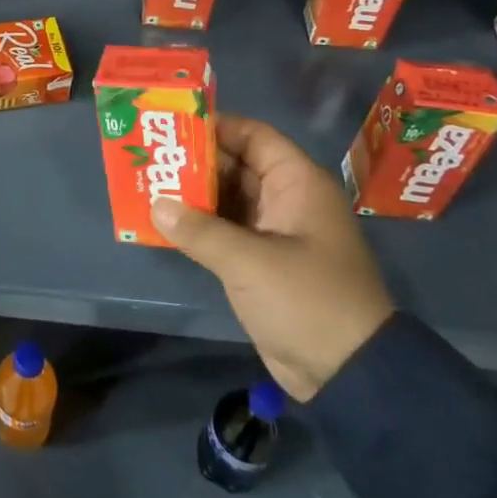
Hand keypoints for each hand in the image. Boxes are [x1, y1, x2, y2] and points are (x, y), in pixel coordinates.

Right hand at [153, 116, 393, 400]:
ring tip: (148, 183)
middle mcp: (286, 200)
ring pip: (228, 198)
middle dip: (194, 160)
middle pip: (236, 165)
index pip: (254, 136)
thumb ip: (199, 230)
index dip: (216, 126)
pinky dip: (199, 224)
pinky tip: (165, 221)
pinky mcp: (262, 261)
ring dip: (192, 193)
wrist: (348, 373)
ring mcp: (275, 232)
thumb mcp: (249, 262)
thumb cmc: (306, 300)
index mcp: (297, 184)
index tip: (172, 124)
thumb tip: (156, 204)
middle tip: (149, 155)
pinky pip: (226, 229)